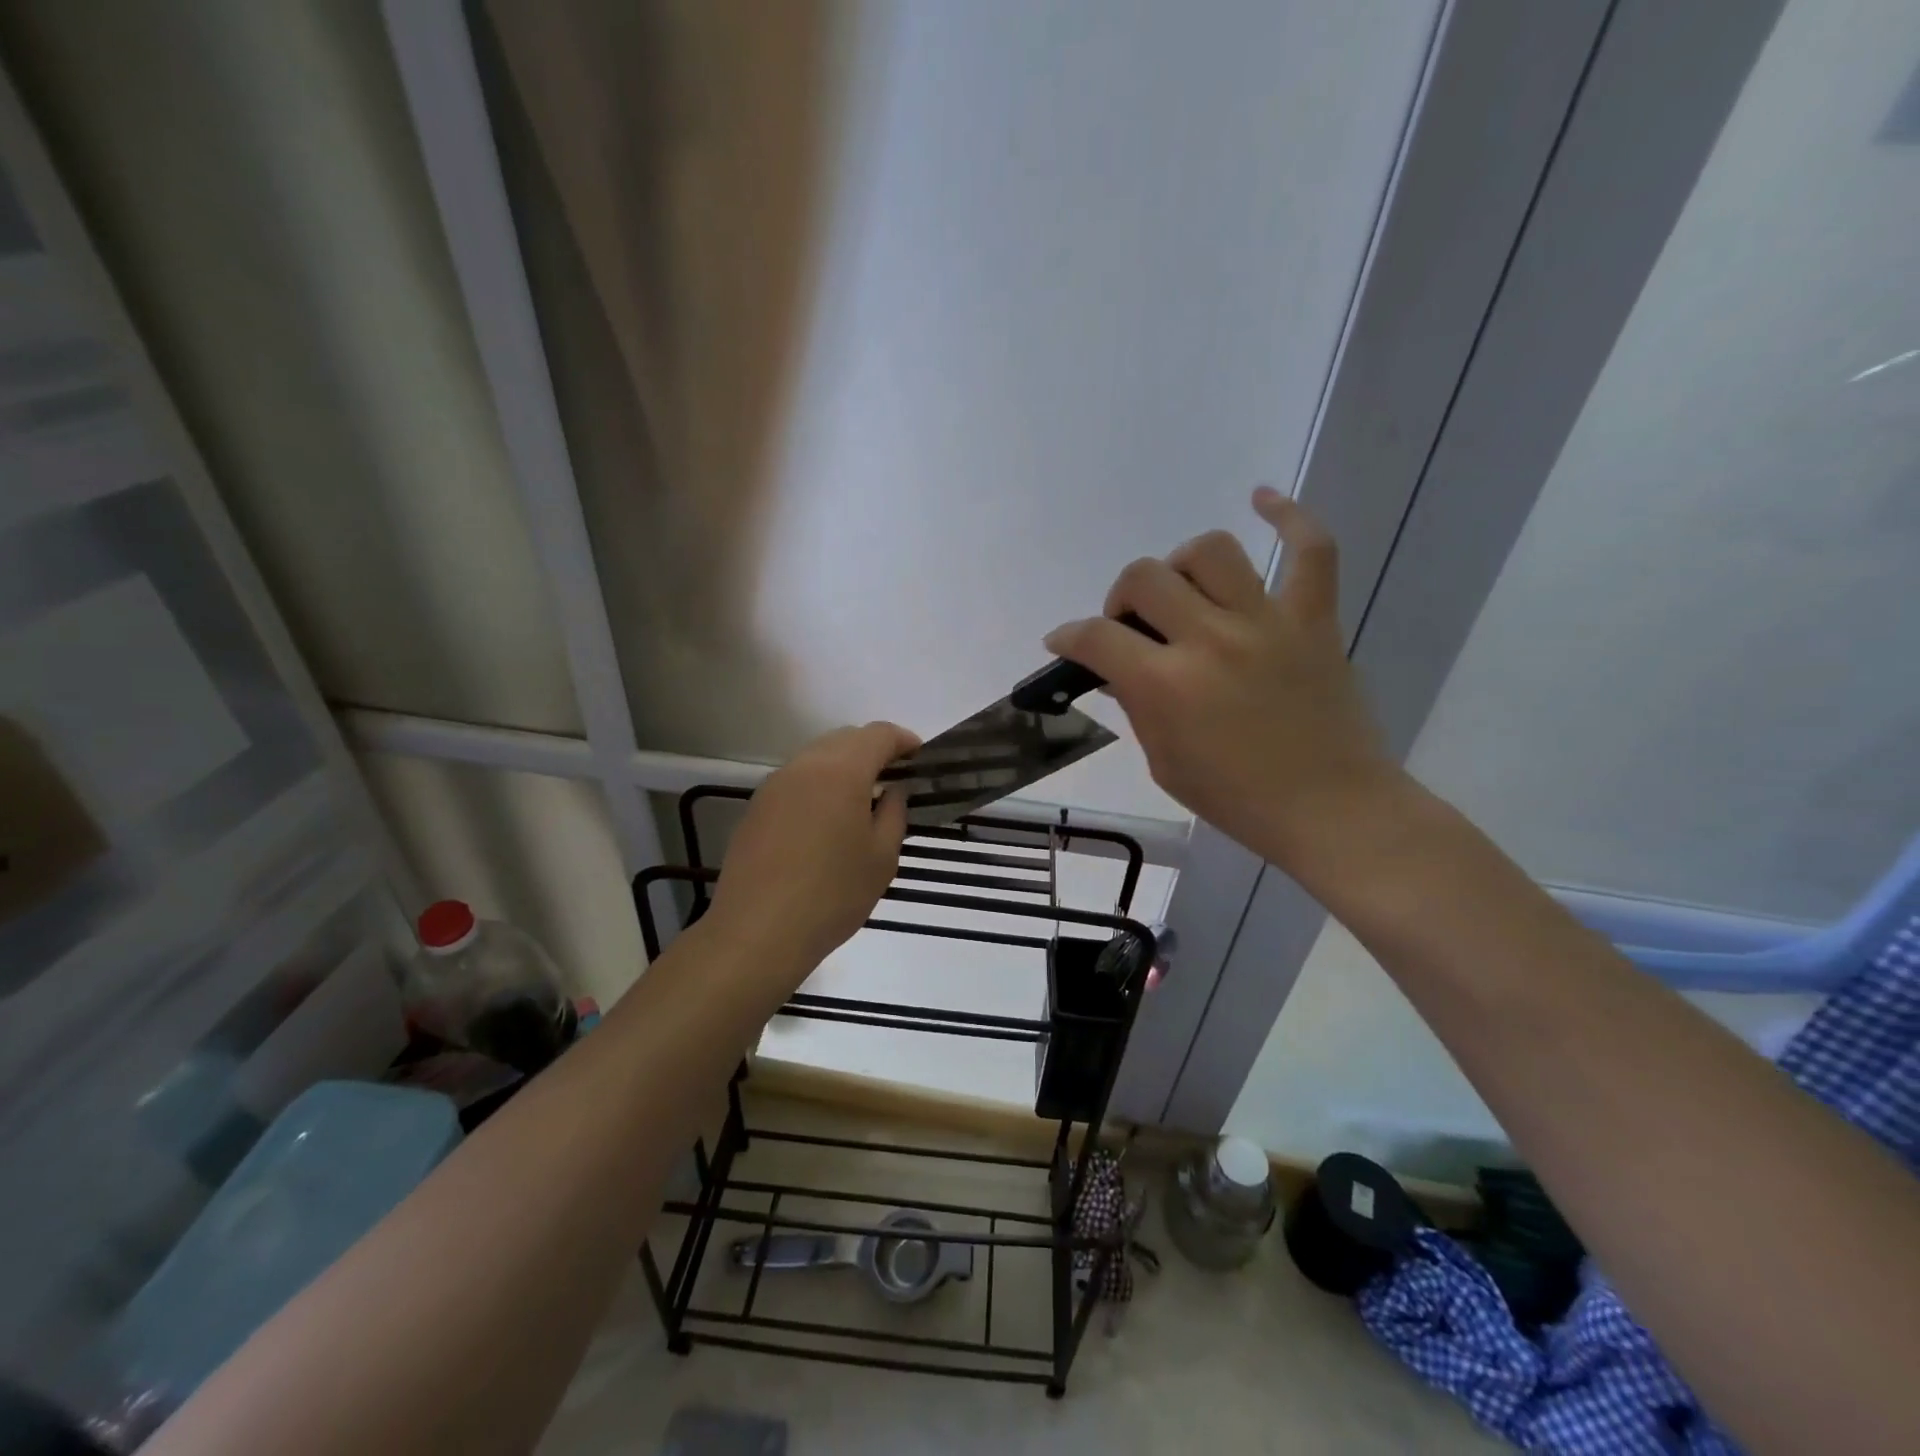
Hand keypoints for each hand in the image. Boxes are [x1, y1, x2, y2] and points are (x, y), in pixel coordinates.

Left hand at [708, 722, 918, 980]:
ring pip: (817, 757)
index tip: (920, 758)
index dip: (904, 740)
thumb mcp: (881, 858)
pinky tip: (827, 820)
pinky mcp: (756, 807)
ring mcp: (774, 785)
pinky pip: (796, 780)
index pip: (878, 734)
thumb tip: (893, 789)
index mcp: (841, 771)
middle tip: (895, 778)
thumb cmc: (832, 895)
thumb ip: (894, 813)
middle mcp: (804, 766)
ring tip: (862, 800)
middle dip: (873, 750)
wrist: (758, 932)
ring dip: (844, 766)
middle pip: (845, 738)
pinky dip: (819, 785)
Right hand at [1044, 487, 1398, 871]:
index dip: (1069, 636)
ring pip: (1211, 551)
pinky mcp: (1314, 618)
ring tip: (1184, 592)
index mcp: (1167, 685)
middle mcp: (1211, 639)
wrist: (1330, 809)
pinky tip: (1262, 500)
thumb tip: (1119, 669)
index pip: (1096, 637)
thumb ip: (1137, 705)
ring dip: (1182, 566)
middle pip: (1145, 577)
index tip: (1065, 642)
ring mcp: (1267, 621)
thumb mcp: (1164, 761)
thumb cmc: (1237, 798)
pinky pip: (1311, 548)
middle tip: (1132, 628)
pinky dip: (1289, 516)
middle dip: (1122, 599)